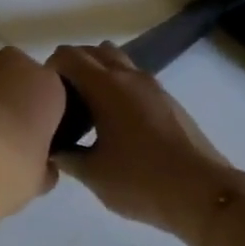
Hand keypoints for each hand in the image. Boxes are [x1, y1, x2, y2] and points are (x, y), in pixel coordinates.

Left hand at [0, 48, 64, 218]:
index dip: (34, 119)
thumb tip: (41, 164)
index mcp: (46, 88)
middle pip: (10, 78)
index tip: (22, 143)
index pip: (47, 97)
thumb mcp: (36, 181)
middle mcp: (11, 65)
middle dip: (1, 102)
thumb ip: (42, 165)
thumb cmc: (3, 174)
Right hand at [48, 43, 244, 242]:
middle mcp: (129, 76)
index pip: (68, 56)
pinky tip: (113, 124)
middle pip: (93, 52)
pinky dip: (117, 89)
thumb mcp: (92, 174)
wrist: (203, 193)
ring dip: (98, 75)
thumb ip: (65, 156)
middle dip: (72, 68)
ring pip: (117, 63)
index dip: (48, 70)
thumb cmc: (140, 181)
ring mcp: (153, 87)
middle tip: (60, 102)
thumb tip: (51, 148)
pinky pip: (134, 81)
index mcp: (106, 86)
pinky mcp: (169, 102)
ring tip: (86, 110)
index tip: (41, 99)